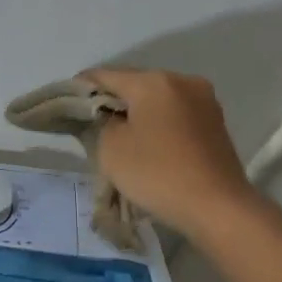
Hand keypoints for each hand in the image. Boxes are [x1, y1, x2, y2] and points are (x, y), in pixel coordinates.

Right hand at [81, 68, 262, 238]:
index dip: (80, 88)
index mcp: (153, 81)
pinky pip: (174, 114)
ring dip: (135, 112)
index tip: (64, 105)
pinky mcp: (214, 122)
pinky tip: (146, 143)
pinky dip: (156, 123)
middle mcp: (182, 81)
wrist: (217, 206)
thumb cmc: (156, 173)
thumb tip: (105, 115)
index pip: (105, 75)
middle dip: (111, 100)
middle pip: (134, 84)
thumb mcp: (111, 148)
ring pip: (156, 99)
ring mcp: (203, 100)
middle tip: (90, 123)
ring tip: (118, 136)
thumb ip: (100, 122)